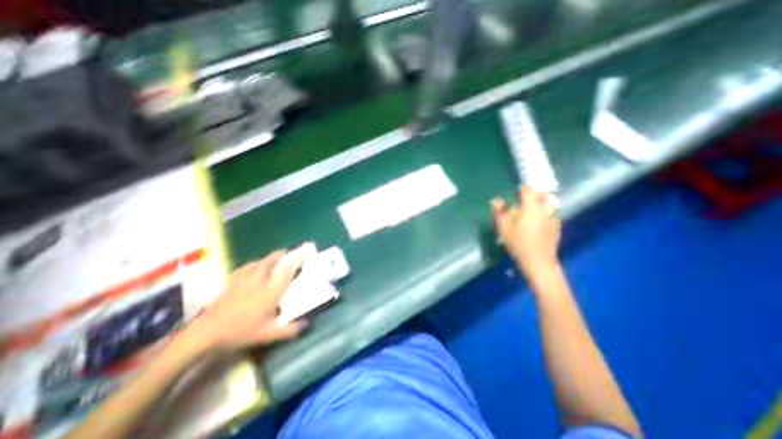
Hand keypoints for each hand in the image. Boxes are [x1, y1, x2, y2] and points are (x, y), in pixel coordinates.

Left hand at [186, 249, 306, 350]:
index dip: (297, 258)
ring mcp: (244, 279)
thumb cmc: (241, 331)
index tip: (304, 250)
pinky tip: (255, 267)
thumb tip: (307, 323)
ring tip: (275, 259)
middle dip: (282, 254)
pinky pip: (246, 266)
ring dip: (270, 258)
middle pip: (272, 260)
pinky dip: (254, 264)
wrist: (207, 332)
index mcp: (271, 290)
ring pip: (259, 261)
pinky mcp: (232, 281)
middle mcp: (260, 280)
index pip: (287, 270)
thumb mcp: (269, 334)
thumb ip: (290, 330)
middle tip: (290, 254)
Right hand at [490, 185, 558, 281]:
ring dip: (542, 203)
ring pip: (549, 204)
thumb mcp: (504, 227)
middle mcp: (545, 209)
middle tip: (525, 199)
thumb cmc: (518, 242)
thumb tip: (496, 200)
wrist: (539, 261)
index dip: (523, 188)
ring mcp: (553, 218)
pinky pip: (552, 214)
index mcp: (531, 207)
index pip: (528, 190)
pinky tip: (540, 222)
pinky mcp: (557, 227)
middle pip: (543, 194)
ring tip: (533, 210)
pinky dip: (546, 214)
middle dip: (535, 194)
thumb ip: (500, 212)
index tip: (517, 189)